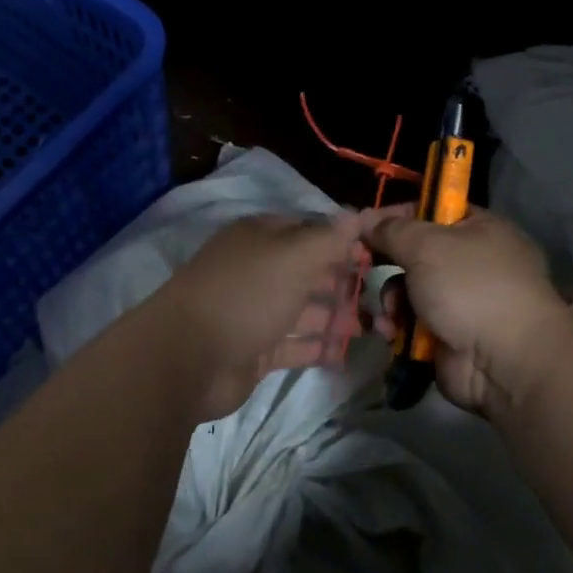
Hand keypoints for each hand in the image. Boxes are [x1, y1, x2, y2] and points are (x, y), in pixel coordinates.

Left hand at [156, 213, 367, 420]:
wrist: (189, 358)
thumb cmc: (246, 294)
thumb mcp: (292, 256)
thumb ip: (328, 238)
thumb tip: (356, 214)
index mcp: (259, 239)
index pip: (308, 230)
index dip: (341, 240)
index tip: (376, 254)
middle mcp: (257, 271)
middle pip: (308, 272)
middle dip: (343, 281)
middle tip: (384, 294)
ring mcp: (254, 313)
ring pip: (304, 310)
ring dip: (336, 316)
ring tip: (375, 325)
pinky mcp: (255, 351)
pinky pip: (294, 345)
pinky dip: (319, 347)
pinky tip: (348, 352)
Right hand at [362, 205, 568, 417]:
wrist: (505, 361)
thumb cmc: (471, 287)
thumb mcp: (427, 245)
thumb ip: (392, 230)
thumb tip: (365, 218)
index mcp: (479, 230)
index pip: (432, 211)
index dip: (397, 216)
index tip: (365, 227)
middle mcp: (473, 263)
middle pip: (416, 254)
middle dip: (387, 263)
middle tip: (361, 266)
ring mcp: (462, 303)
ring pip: (409, 291)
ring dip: (390, 300)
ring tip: (389, 311)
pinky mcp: (448, 337)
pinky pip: (412, 323)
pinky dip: (398, 327)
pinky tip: (390, 332)